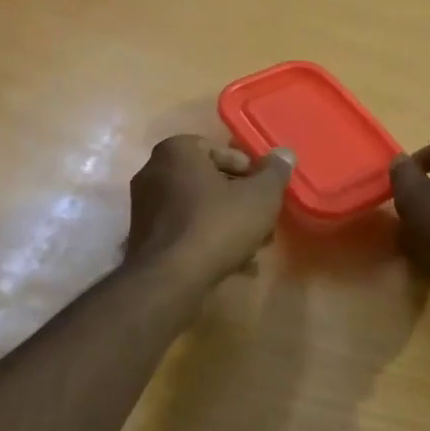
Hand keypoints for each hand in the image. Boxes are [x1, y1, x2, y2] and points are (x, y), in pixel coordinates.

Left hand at [126, 136, 296, 283]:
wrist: (171, 279)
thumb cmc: (217, 225)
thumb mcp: (260, 196)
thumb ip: (275, 172)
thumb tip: (285, 153)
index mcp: (176, 151)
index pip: (220, 150)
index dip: (250, 171)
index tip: (266, 193)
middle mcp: (153, 172)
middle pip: (209, 182)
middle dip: (240, 202)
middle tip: (264, 222)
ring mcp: (144, 207)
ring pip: (198, 209)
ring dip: (228, 224)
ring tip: (254, 248)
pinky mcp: (144, 239)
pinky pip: (184, 231)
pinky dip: (207, 242)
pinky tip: (233, 264)